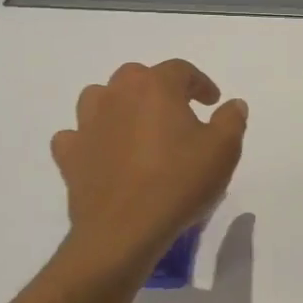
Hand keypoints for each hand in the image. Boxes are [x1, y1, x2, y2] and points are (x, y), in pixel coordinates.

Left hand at [51, 60, 246, 272]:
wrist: (124, 231)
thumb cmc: (179, 183)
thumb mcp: (224, 150)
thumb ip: (231, 120)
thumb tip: (233, 104)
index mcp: (155, 87)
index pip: (181, 70)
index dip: (200, 84)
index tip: (213, 102)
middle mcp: (117, 95)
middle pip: (137, 77)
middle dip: (158, 89)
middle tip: (177, 113)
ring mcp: (88, 124)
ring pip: (100, 98)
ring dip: (118, 105)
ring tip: (136, 126)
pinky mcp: (69, 155)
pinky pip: (76, 136)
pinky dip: (90, 139)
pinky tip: (103, 153)